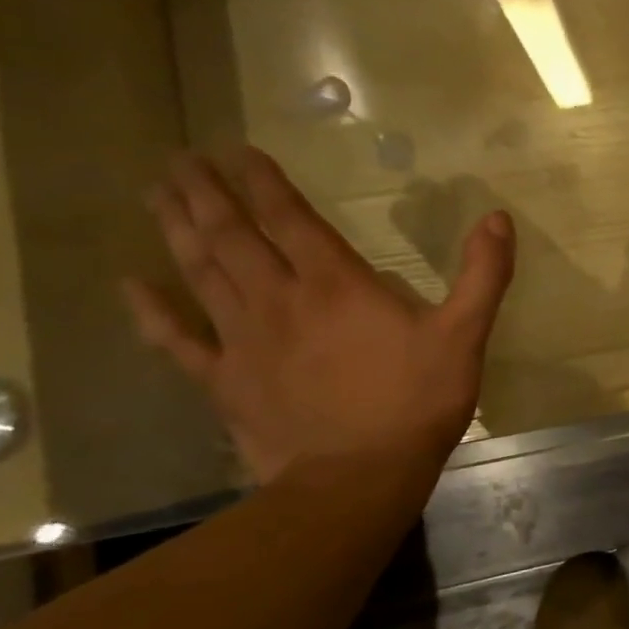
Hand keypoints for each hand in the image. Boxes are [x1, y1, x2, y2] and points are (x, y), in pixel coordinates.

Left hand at [122, 149, 515, 483]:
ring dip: (178, 231)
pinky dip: (151, 311)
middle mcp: (280, 300)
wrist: (358, 477)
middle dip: (206, 194)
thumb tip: (498, 218)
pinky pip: (177, 339)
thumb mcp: (465, 336)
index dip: (265, 182)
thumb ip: (483, 275)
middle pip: (233, 236)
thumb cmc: (417, 402)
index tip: (237, 150)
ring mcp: (244, 340)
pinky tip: (130, 285)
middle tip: (179, 160)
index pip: (292, 220)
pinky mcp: (225, 381)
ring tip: (157, 195)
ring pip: (201, 273)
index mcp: (337, 286)